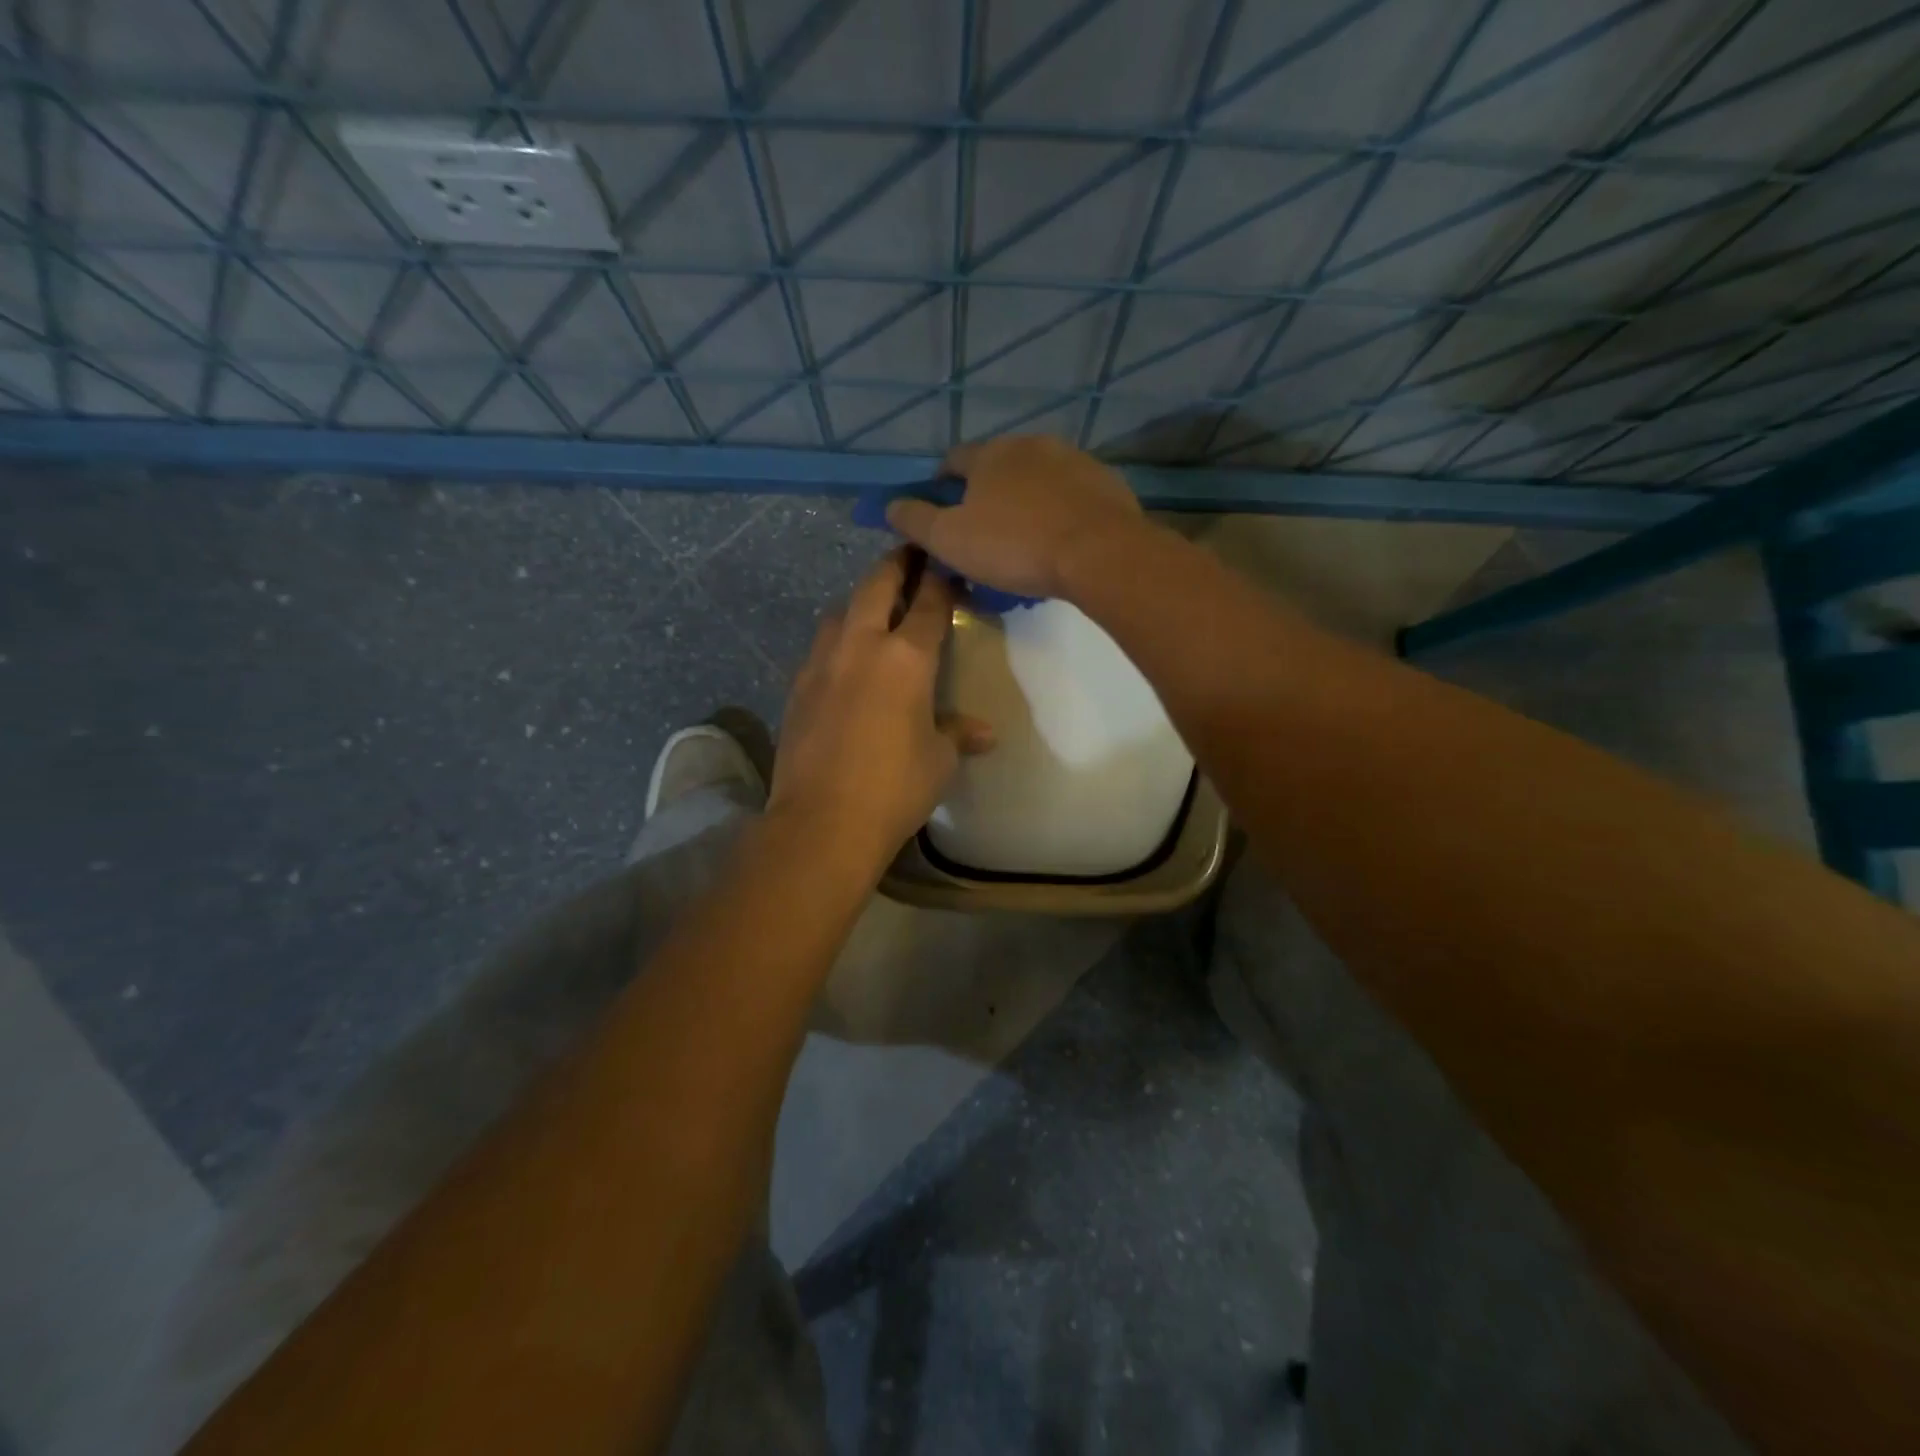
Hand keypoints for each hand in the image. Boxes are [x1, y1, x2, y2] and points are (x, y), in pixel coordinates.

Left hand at [768, 548, 994, 873]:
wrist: (822, 821)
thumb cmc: (895, 787)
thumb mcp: (939, 760)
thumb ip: (958, 734)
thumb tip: (984, 733)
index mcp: (905, 657)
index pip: (929, 603)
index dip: (942, 579)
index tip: (949, 565)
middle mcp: (860, 645)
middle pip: (876, 585)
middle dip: (896, 565)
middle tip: (910, 555)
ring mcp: (821, 663)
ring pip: (839, 610)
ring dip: (860, 600)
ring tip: (875, 609)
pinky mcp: (797, 686)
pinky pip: (820, 646)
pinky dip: (837, 638)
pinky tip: (845, 659)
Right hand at [885, 435, 1144, 600]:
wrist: (1099, 552)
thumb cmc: (1015, 545)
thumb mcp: (950, 540)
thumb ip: (916, 521)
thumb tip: (890, 505)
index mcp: (989, 454)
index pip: (953, 460)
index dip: (941, 485)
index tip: (941, 513)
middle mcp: (1030, 444)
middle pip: (997, 466)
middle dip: (986, 493)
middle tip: (984, 531)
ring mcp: (1073, 458)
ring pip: (1037, 478)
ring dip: (1026, 499)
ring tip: (1025, 537)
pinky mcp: (1105, 480)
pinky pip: (1071, 493)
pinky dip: (1060, 509)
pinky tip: (1060, 537)